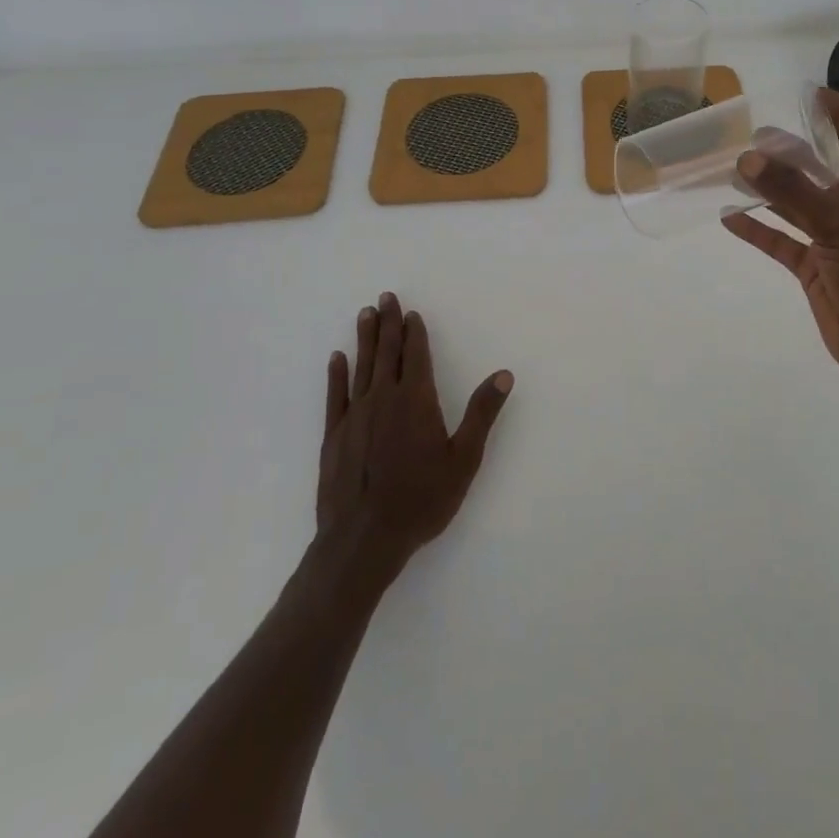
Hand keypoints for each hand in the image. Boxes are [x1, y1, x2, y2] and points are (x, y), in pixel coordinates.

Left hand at [314, 293, 512, 588]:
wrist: (364, 540)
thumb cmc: (421, 500)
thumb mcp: (464, 459)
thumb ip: (482, 413)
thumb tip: (503, 375)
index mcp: (417, 401)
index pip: (417, 356)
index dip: (415, 333)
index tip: (411, 313)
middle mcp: (384, 398)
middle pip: (387, 352)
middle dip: (388, 324)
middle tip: (385, 297)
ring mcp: (355, 415)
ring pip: (361, 366)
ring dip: (365, 339)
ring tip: (365, 314)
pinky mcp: (334, 435)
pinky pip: (335, 395)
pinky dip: (337, 374)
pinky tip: (337, 358)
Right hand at [723, 89, 838, 402]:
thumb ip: (793, 192)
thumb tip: (750, 157)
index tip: (813, 96)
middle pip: (827, 170)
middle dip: (797, 151)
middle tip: (760, 133)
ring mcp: (837, 240)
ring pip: (800, 205)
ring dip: (772, 189)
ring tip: (737, 167)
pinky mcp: (816, 268)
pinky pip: (783, 241)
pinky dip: (759, 230)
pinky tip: (729, 217)